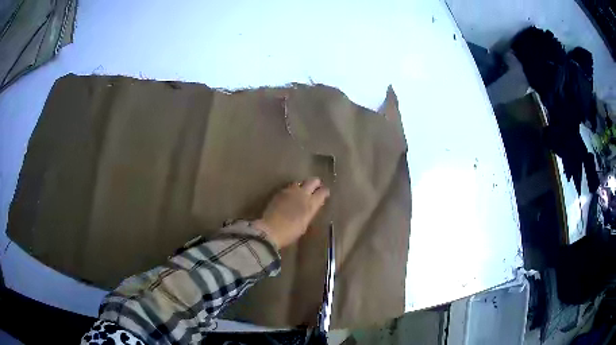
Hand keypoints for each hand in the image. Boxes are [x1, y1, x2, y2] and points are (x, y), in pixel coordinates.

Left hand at [253, 177, 329, 248]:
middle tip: (316, 185)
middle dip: (316, 183)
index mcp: (311, 204)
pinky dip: (292, 189)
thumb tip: (311, 207)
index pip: (322, 192)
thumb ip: (309, 212)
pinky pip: (289, 187)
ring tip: (302, 190)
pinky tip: (290, 194)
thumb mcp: (304, 224)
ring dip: (303, 185)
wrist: (270, 229)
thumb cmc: (290, 232)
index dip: (325, 191)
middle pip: (312, 181)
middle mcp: (302, 194)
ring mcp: (290, 191)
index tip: (325, 192)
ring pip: (299, 182)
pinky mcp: (279, 192)